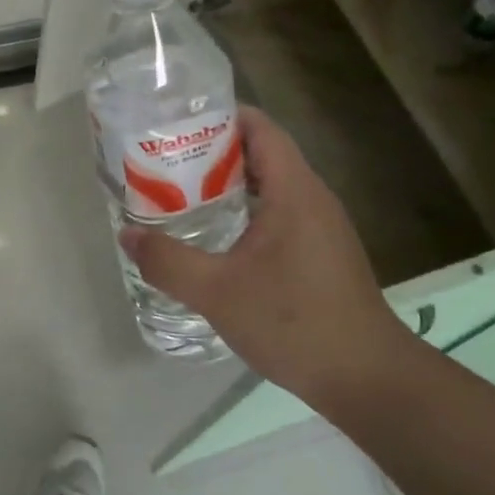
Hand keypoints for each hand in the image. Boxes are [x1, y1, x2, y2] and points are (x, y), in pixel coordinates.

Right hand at [120, 107, 414, 415]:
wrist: (366, 379)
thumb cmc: (294, 323)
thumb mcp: (218, 292)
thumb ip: (168, 261)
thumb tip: (128, 235)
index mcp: (294, 190)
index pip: (260, 127)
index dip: (220, 115)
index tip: (176, 122)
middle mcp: (312, 198)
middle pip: (261, 152)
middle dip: (213, 149)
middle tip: (165, 157)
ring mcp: (321, 226)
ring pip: (270, 185)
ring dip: (228, 183)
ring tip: (181, 190)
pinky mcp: (321, 252)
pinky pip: (279, 212)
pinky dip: (245, 210)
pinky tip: (216, 234)